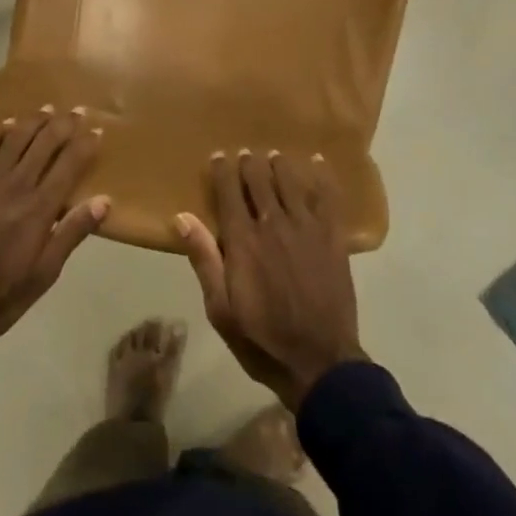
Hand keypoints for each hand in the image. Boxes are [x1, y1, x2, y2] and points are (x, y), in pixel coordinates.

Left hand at [0, 109, 108, 335]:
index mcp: (39, 208)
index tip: (97, 130)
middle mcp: (15, 185)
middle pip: (44, 143)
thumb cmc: (0, 293)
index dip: (85, 144)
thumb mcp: (44, 273)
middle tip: (76, 110)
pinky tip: (3, 125)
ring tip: (46, 108)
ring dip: (32, 120)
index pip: (69, 164)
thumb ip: (72, 233)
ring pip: (13, 138)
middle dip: (63, 123)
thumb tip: (104, 200)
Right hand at [174, 149, 366, 411]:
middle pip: (260, 180)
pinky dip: (322, 176)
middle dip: (250, 163)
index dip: (223, 171)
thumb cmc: (263, 339)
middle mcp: (273, 224)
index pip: (230, 192)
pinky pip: (328, 197)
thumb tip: (182, 217)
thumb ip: (204, 260)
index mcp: (243, 241)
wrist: (320, 362)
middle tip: (246, 153)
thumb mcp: (221, 309)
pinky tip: (317, 161)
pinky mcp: (333, 237)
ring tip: (274, 156)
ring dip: (280, 165)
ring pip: (291, 182)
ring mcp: (307, 228)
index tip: (219, 156)